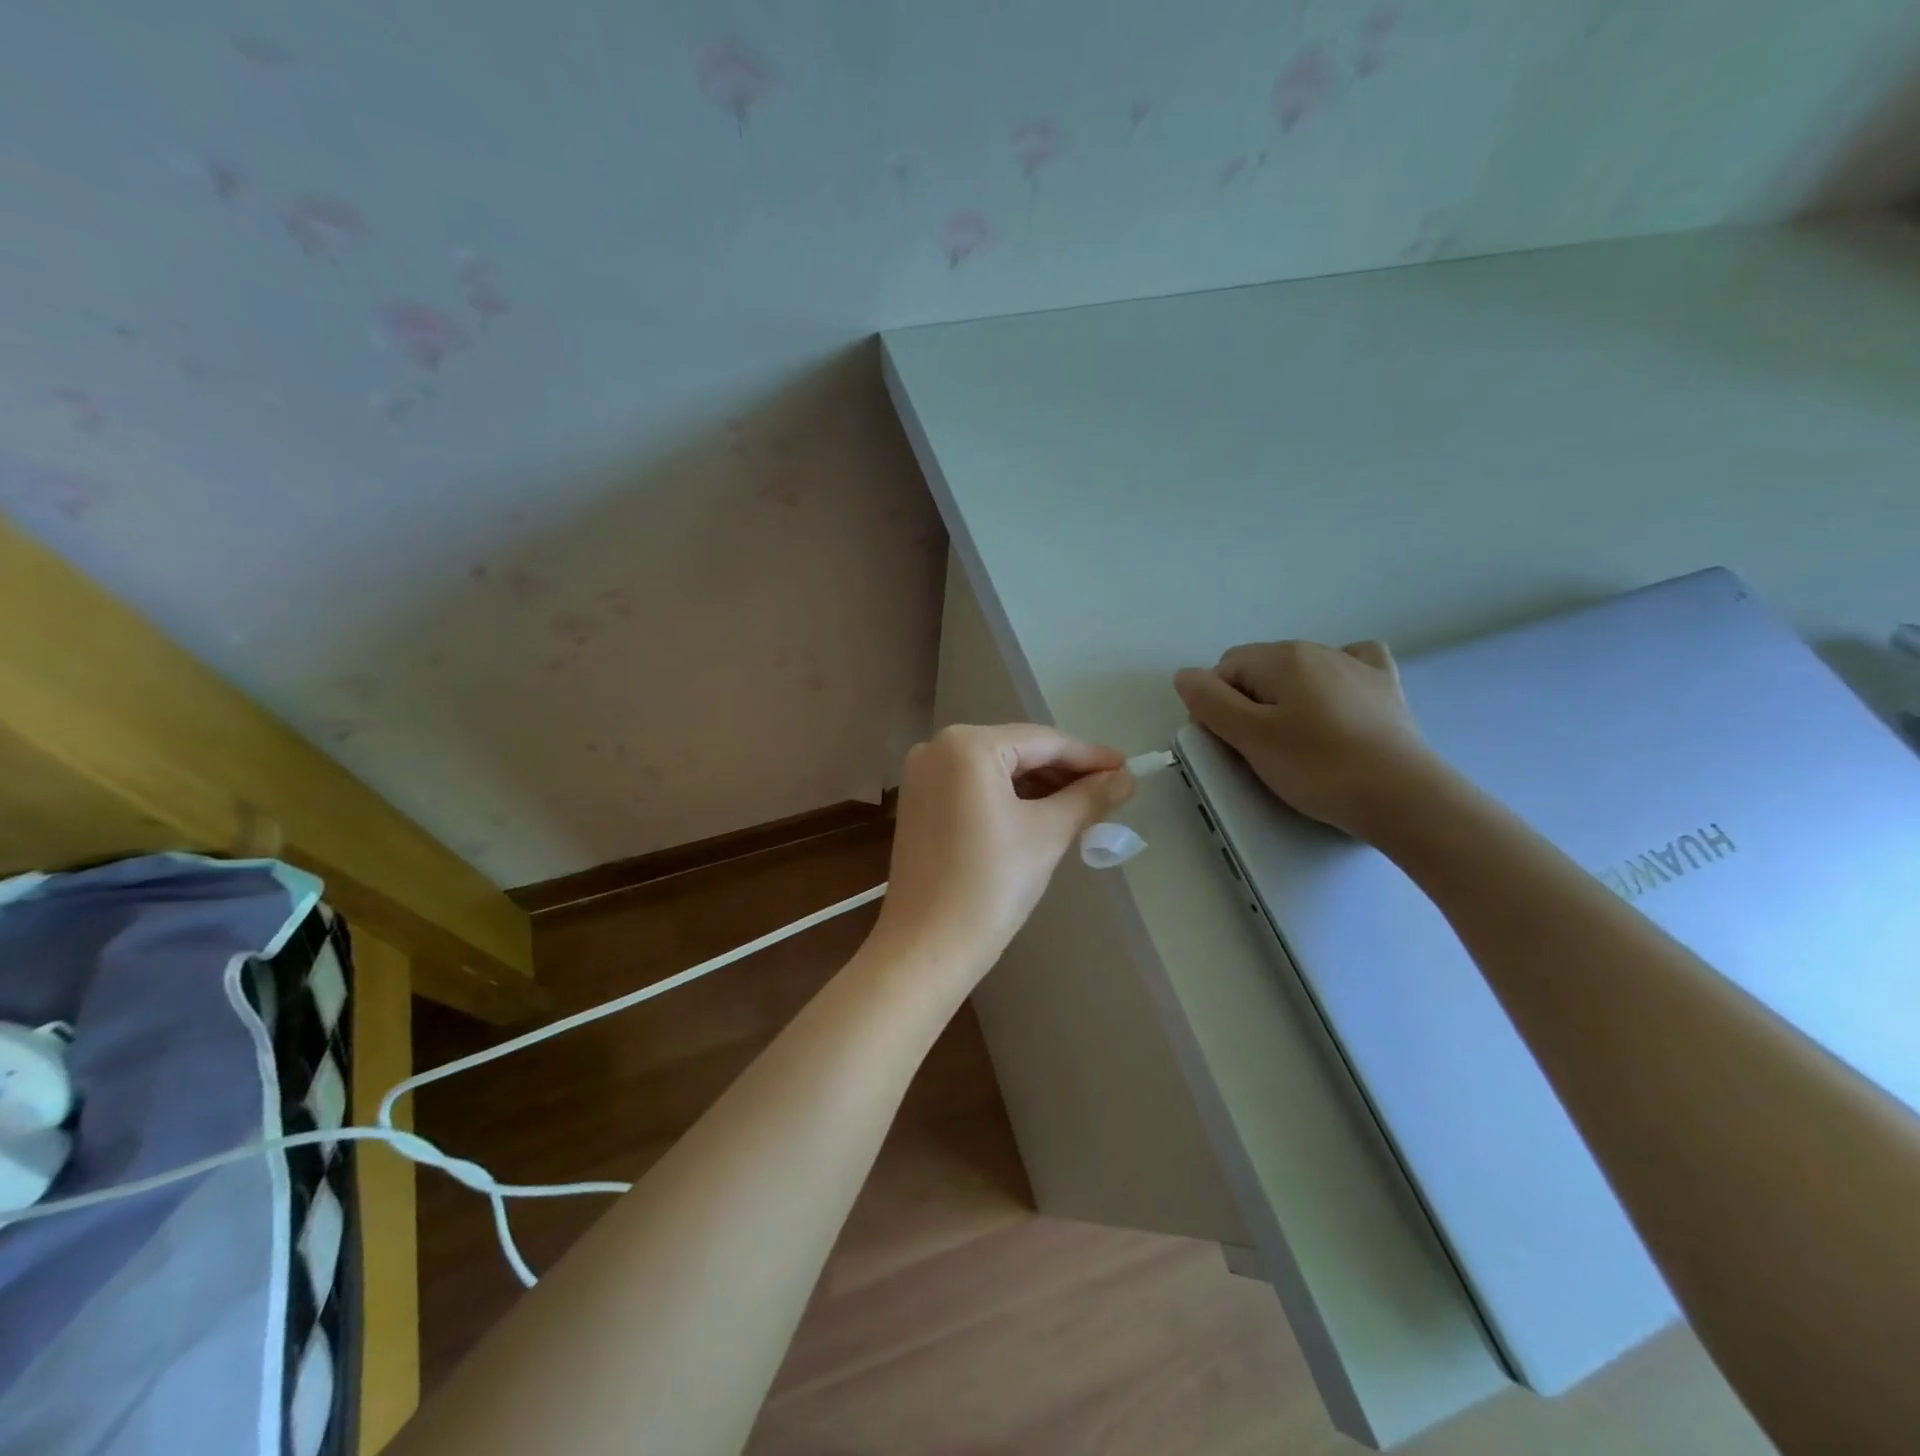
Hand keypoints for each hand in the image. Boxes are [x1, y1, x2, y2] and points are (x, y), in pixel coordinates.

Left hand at [872, 724, 1133, 985]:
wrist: (926, 948)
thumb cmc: (990, 884)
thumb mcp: (1047, 834)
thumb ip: (1089, 797)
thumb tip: (1126, 777)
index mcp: (966, 745)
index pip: (1041, 741)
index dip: (1089, 756)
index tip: (1126, 768)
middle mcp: (938, 749)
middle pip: (1017, 752)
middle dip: (1064, 772)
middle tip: (1110, 791)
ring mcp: (923, 777)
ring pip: (996, 771)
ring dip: (1039, 787)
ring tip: (1084, 806)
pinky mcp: (919, 804)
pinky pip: (975, 789)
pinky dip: (1009, 799)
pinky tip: (1042, 815)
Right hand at [1174, 640, 1440, 840]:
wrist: (1403, 797)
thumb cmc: (1318, 767)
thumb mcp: (1251, 738)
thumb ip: (1210, 702)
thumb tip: (1185, 675)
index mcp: (1281, 657)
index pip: (1223, 671)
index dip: (1213, 706)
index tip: (1226, 745)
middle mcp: (1317, 649)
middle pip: (1257, 670)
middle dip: (1246, 703)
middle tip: (1256, 750)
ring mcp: (1356, 665)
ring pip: (1297, 673)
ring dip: (1283, 699)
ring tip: (1295, 742)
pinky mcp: (1384, 687)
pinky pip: (1347, 668)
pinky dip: (1331, 682)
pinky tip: (1333, 703)